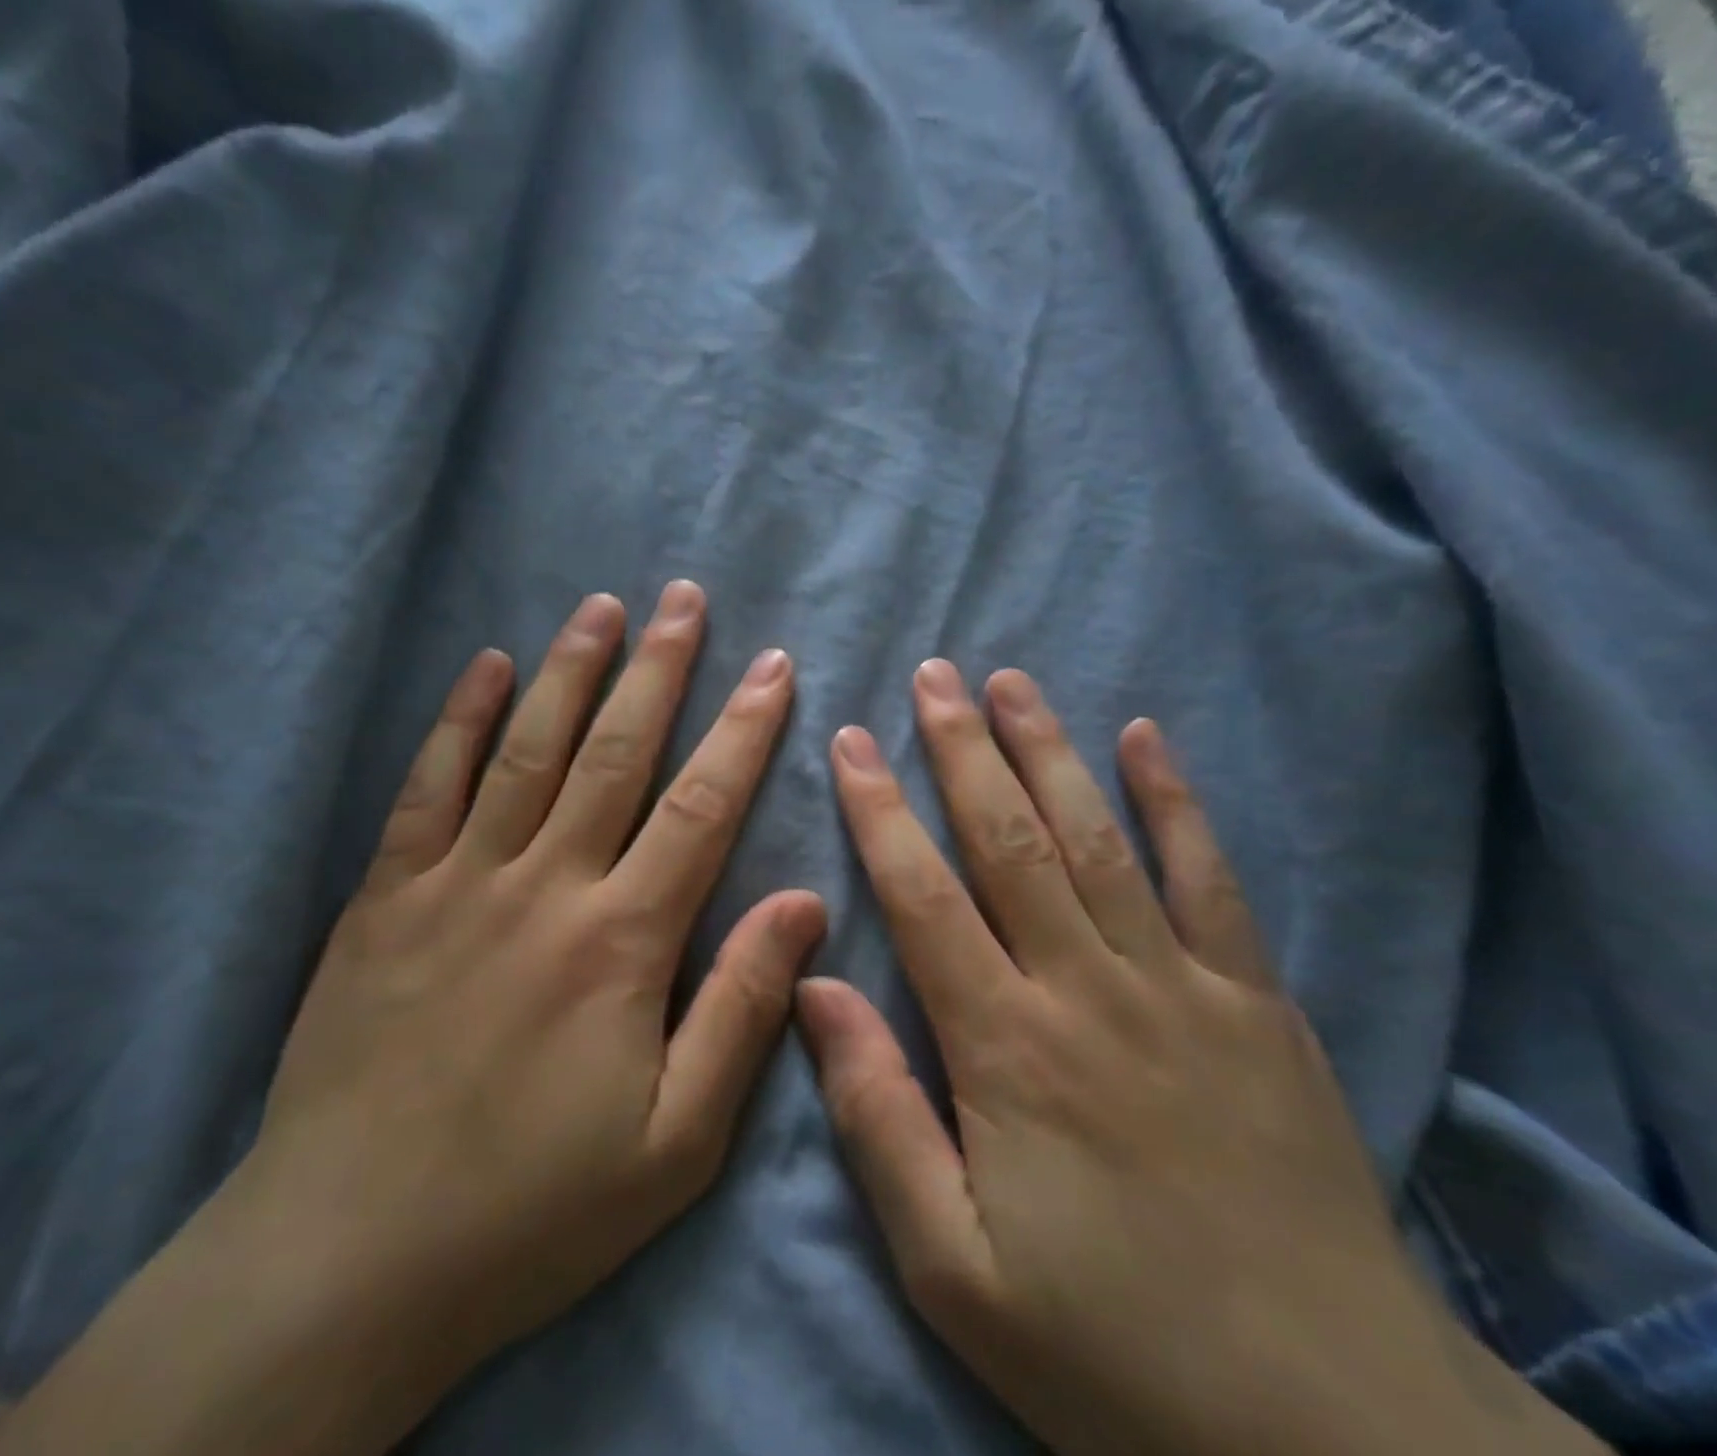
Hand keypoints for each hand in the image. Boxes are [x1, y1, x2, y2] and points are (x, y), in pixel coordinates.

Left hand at [0, 584, 824, 1455]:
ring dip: (569, 670)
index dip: (744, 729)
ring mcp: (455, 883)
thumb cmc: (534, 1208)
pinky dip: (459, 720)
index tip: (772, 666)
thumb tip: (803, 902)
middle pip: (614, 752)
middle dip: (658, 668)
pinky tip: (486, 667)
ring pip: (526, 750)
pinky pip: (427, 788)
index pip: (701, 806)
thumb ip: (742, 1009)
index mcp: (621, 941)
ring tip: (601, 607)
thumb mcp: (677, 1142)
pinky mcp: (385, 899)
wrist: (348, 1261)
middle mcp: (542, 886)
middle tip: (684, 598)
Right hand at [798, 662, 1606, 1455]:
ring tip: (1010, 682)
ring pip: (1098, 837)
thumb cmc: (1109, 1349)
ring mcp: (1183, 985)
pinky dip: (1174, 800)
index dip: (879, 810)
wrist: (1330, 1431)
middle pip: (1010, 839)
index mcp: (1006, 1047)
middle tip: (931, 675)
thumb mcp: (952, 1266)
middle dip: (962, 749)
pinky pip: (1210, 878)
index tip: (851, 740)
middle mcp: (1089, 988)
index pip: (922, 894)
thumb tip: (817, 989)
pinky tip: (1145, 736)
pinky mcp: (1257, 1003)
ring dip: (1049, 750)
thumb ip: (877, 1116)